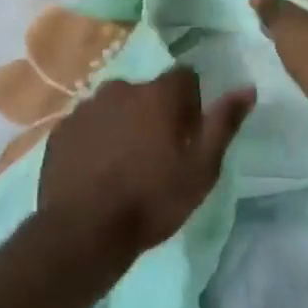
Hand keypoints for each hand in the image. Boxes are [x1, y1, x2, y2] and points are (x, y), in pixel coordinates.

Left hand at [40, 69, 255, 263]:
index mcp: (158, 94)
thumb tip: (247, 88)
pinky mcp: (61, 130)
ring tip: (125, 166)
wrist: (84, 230)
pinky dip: (96, 140)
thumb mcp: (202, 168)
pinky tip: (98, 172)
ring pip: (115, 108)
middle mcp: (119, 89)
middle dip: (155, 114)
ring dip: (124, 125)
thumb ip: (223, 123)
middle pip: (147, 92)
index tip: (188, 135)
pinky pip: (88, 126)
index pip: (184, 77)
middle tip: (158, 155)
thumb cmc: (152, 199)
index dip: (191, 104)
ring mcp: (85, 108)